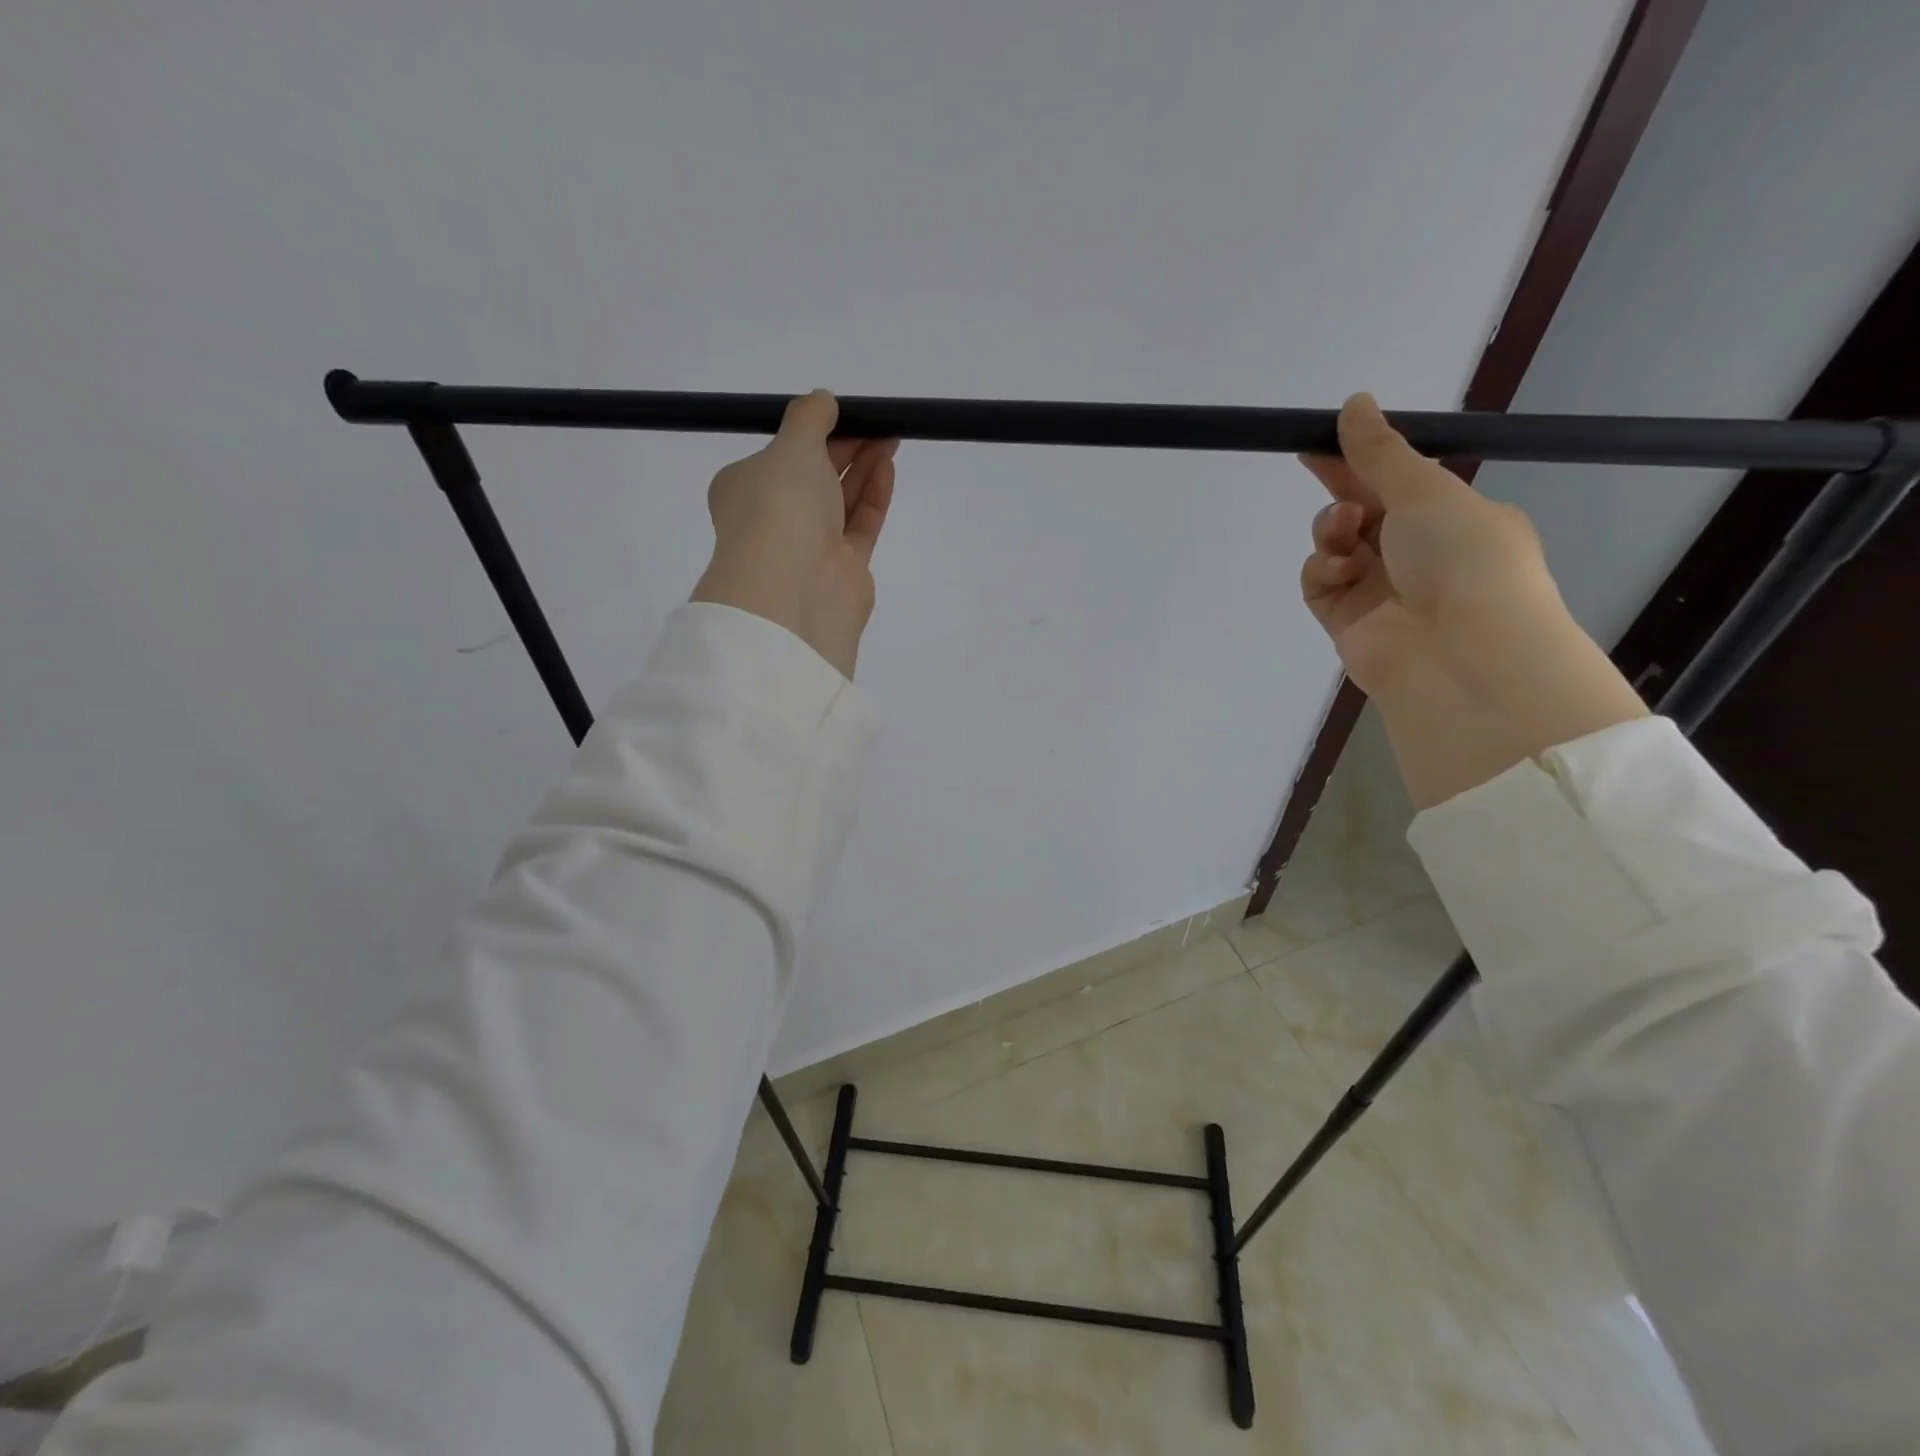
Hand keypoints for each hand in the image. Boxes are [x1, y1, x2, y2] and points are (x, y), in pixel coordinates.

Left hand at [691, 390, 897, 678]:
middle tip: (876, 422)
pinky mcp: (843, 568)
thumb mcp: (791, 445)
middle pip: (814, 476)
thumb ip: (809, 418)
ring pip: (840, 500)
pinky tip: (887, 467)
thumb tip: (823, 400)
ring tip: (890, 436)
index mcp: (745, 489)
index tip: (843, 412)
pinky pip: (860, 524)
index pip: (779, 456)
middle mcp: (775, 518)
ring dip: (863, 467)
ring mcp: (810, 546)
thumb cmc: (780, 506)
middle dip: (845, 446)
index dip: (812, 432)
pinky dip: (873, 496)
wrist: (795, 588)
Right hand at [1299, 394, 1646, 806]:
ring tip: (1344, 531)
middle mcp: (1419, 554)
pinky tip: (1339, 571)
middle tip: (1309, 460)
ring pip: (1337, 545)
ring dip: (1333, 529)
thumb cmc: (1461, 558)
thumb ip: (1379, 451)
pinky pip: (1321, 583)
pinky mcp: (1347, 621)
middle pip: (1364, 510)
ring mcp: (1381, 590)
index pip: (1400, 481)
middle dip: (1341, 489)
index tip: (1327, 436)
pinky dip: (1323, 571)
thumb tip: (1355, 402)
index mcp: (1455, 519)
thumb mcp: (1425, 490)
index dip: (1363, 458)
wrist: (1459, 655)